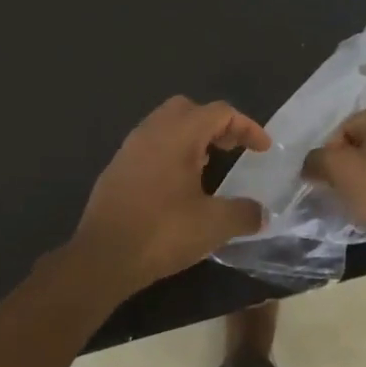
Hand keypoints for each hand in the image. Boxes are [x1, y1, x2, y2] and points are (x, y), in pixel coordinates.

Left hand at [70, 97, 271, 296]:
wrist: (102, 257)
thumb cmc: (162, 233)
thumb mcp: (213, 225)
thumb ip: (244, 213)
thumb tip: (261, 213)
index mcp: (178, 135)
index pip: (219, 112)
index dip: (246, 126)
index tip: (263, 149)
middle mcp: (151, 131)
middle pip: (188, 109)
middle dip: (215, 124)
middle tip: (232, 149)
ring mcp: (129, 148)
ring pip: (165, 125)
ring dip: (191, 137)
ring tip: (207, 166)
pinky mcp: (116, 169)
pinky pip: (149, 145)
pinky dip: (170, 152)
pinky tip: (177, 185)